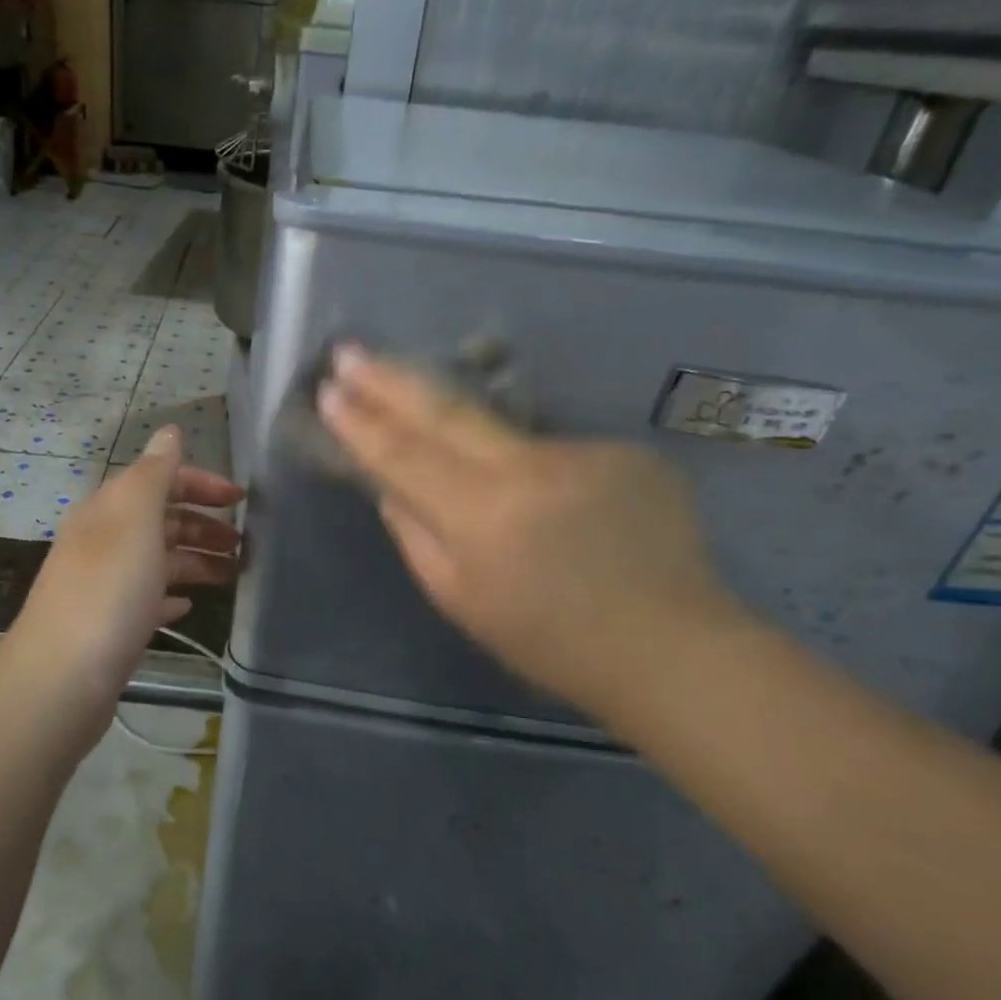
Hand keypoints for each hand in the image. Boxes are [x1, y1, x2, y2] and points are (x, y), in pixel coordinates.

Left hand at [10, 426, 242, 699]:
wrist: (62, 677)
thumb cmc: (108, 591)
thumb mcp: (135, 520)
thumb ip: (154, 474)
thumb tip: (169, 431)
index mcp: (108, 510)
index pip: (159, 480)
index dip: (200, 484)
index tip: (242, 501)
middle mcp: (103, 541)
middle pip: (161, 520)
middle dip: (203, 525)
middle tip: (245, 543)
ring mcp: (105, 585)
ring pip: (158, 560)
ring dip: (195, 561)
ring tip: (233, 575)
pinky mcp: (109, 625)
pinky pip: (147, 599)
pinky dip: (170, 596)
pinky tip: (189, 606)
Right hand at [318, 345, 742, 720]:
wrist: (670, 647)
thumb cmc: (548, 641)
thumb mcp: (459, 600)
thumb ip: (415, 534)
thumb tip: (390, 485)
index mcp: (482, 515)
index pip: (405, 455)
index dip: (362, 423)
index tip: (330, 390)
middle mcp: (531, 468)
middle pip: (447, 412)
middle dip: (392, 380)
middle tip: (351, 352)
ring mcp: (583, 452)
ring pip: (504, 435)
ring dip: (472, 441)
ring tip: (489, 498)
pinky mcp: (624, 451)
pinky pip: (554, 454)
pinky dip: (539, 474)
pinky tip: (560, 514)